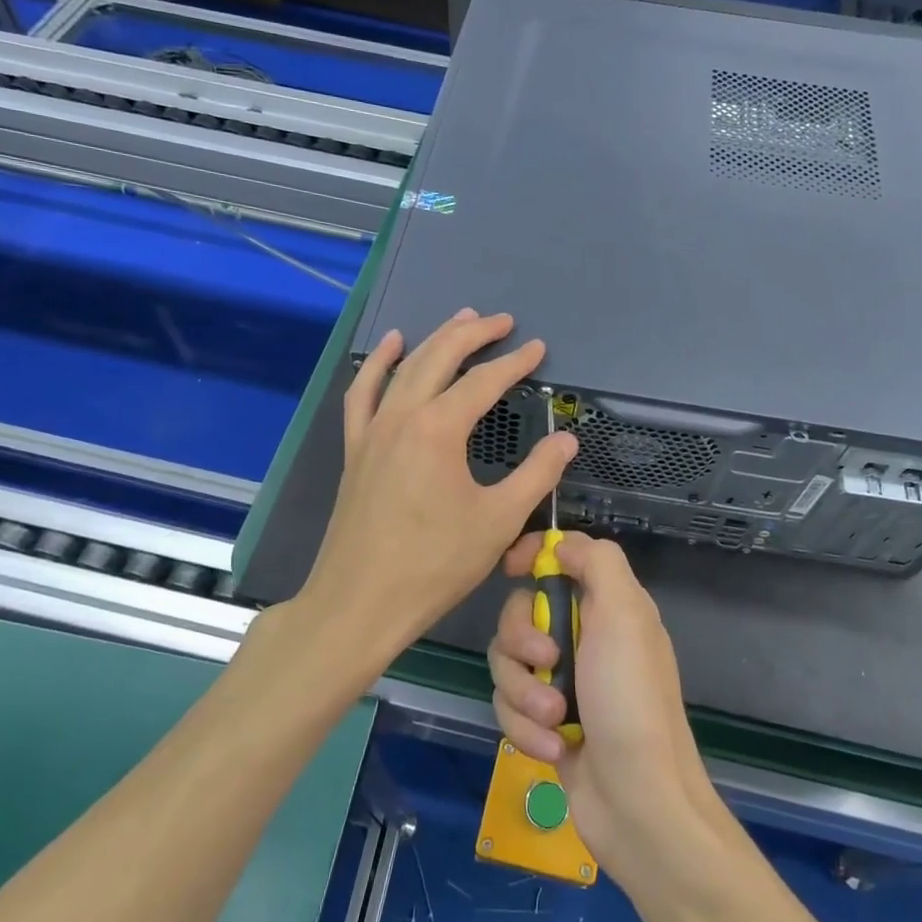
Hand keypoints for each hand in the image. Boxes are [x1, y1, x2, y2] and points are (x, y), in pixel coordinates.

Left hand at [296, 309, 577, 677]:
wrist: (360, 602)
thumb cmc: (435, 565)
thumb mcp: (499, 521)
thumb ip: (537, 474)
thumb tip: (565, 440)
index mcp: (439, 429)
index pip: (484, 381)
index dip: (515, 363)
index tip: (539, 349)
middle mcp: (402, 416)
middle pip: (440, 357)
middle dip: (474, 334)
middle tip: (502, 321)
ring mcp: (373, 430)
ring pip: (404, 367)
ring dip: (434, 339)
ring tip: (460, 320)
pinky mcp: (355, 449)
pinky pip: (363, 393)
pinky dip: (379, 364)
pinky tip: (391, 347)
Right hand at [488, 532, 716, 881]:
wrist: (638, 802)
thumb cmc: (631, 700)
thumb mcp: (625, 615)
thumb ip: (597, 563)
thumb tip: (561, 545)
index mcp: (607, 605)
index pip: (561, 557)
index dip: (533, 555)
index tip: (512, 569)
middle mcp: (583, 636)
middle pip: (520, 611)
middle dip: (522, 641)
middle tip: (547, 664)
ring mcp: (562, 681)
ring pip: (507, 663)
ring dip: (525, 694)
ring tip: (555, 720)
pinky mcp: (544, 722)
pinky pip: (509, 707)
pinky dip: (526, 728)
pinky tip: (553, 749)